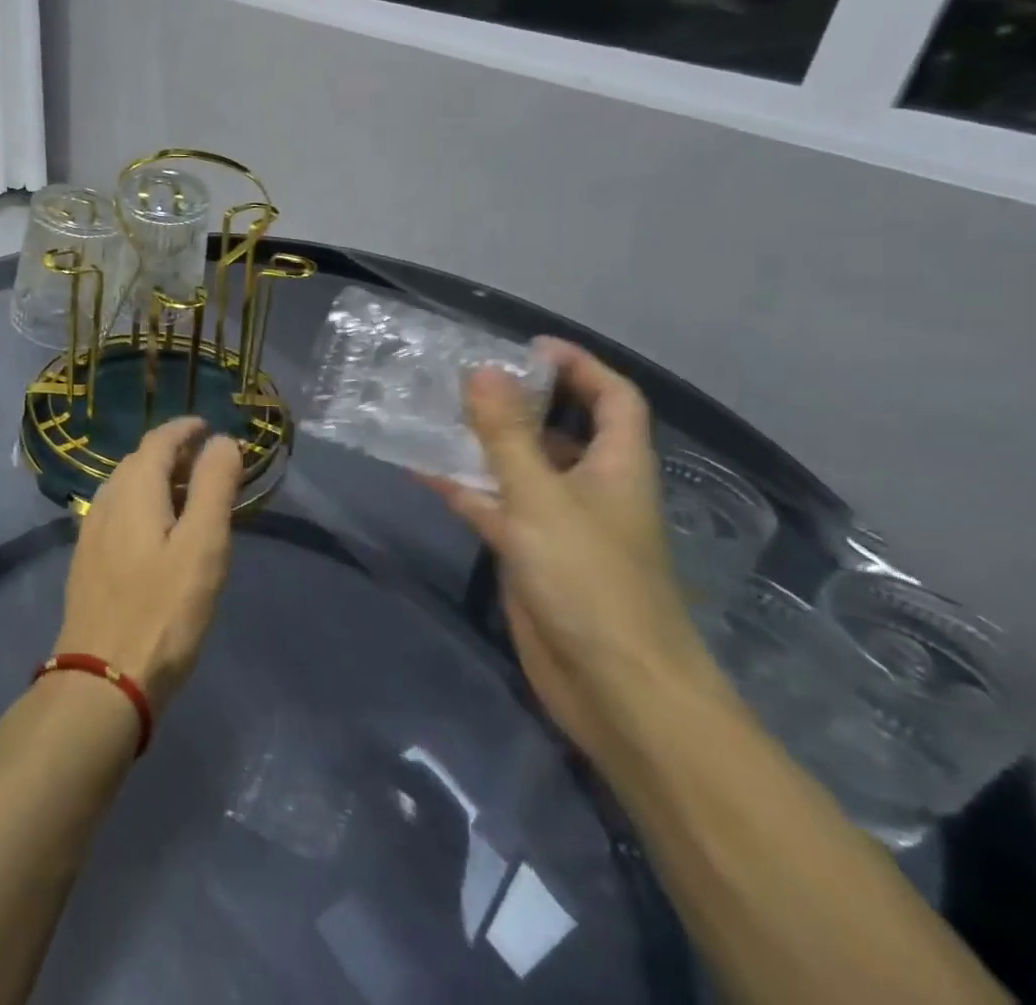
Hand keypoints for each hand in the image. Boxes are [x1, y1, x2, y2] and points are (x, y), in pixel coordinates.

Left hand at [53, 417, 243, 708]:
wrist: (102, 679)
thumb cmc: (162, 611)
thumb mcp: (203, 547)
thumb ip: (213, 488)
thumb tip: (222, 441)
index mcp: (134, 491)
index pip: (158, 441)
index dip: (184, 429)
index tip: (208, 428)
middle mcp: (106, 501)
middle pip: (139, 461)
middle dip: (172, 453)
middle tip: (206, 465)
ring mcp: (92, 532)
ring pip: (125, 488)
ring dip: (156, 480)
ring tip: (187, 497)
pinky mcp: (87, 561)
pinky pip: (117, 513)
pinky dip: (142, 505)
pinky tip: (156, 533)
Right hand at [426, 339, 713, 759]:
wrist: (613, 688)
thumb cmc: (591, 580)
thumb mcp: (542, 497)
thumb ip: (507, 433)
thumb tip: (481, 370)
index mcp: (616, 465)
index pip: (612, 398)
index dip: (580, 365)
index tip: (528, 347)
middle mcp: (590, 486)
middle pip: (558, 427)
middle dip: (518, 398)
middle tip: (463, 374)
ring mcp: (557, 522)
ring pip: (517, 466)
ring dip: (481, 441)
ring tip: (432, 410)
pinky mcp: (528, 553)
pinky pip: (490, 505)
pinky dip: (460, 486)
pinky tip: (419, 467)